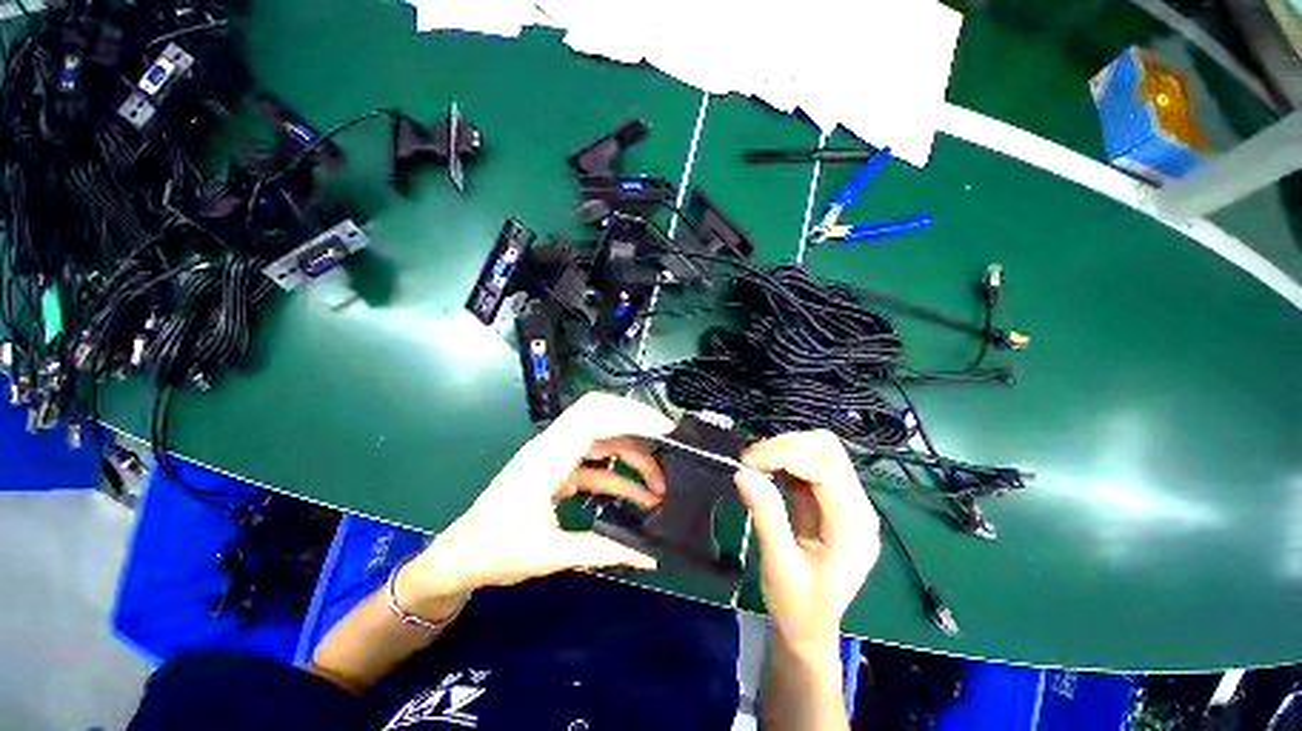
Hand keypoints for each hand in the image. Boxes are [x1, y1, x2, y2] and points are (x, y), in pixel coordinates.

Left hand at [397, 393, 673, 614]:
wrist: (459, 557)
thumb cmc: (497, 552)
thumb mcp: (550, 555)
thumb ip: (602, 551)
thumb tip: (648, 560)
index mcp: (547, 459)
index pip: (595, 419)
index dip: (631, 417)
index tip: (664, 429)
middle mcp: (551, 446)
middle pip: (599, 414)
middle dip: (636, 422)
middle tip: (667, 440)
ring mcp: (555, 456)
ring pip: (601, 439)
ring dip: (631, 456)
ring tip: (658, 486)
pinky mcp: (558, 469)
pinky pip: (595, 462)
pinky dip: (619, 475)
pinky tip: (638, 497)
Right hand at [735, 431, 879, 652]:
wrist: (809, 628)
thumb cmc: (798, 606)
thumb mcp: (779, 565)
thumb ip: (766, 515)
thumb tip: (742, 473)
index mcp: (854, 528)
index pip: (826, 471)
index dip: (787, 456)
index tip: (749, 461)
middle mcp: (858, 507)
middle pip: (829, 451)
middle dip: (787, 446)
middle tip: (751, 460)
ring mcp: (846, 501)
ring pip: (821, 450)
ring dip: (786, 448)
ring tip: (756, 462)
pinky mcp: (830, 499)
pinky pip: (810, 463)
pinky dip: (785, 459)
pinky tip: (766, 468)